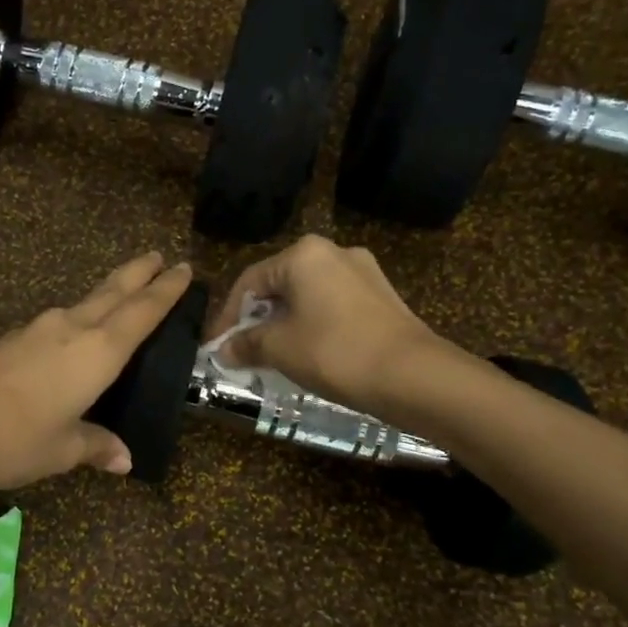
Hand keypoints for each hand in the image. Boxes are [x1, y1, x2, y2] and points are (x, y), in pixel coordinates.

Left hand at [0, 252, 193, 490]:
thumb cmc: (12, 438)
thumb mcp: (61, 449)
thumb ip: (95, 446)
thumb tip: (123, 458)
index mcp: (97, 352)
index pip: (142, 312)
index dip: (165, 291)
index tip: (184, 269)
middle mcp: (71, 329)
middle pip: (113, 292)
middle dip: (138, 273)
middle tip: (159, 256)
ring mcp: (37, 330)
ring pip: (84, 303)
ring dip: (109, 293)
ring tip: (124, 292)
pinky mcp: (12, 340)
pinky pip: (59, 323)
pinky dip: (80, 319)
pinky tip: (75, 333)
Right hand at [210, 235, 455, 411]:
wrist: (412, 375)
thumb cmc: (334, 351)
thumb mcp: (279, 348)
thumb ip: (246, 343)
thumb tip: (223, 349)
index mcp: (304, 254)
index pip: (250, 281)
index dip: (227, 316)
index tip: (216, 345)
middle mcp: (334, 252)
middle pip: (280, 285)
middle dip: (257, 319)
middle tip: (241, 350)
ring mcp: (363, 272)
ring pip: (307, 297)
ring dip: (284, 324)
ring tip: (272, 356)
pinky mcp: (381, 296)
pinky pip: (332, 306)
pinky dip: (312, 326)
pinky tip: (308, 353)